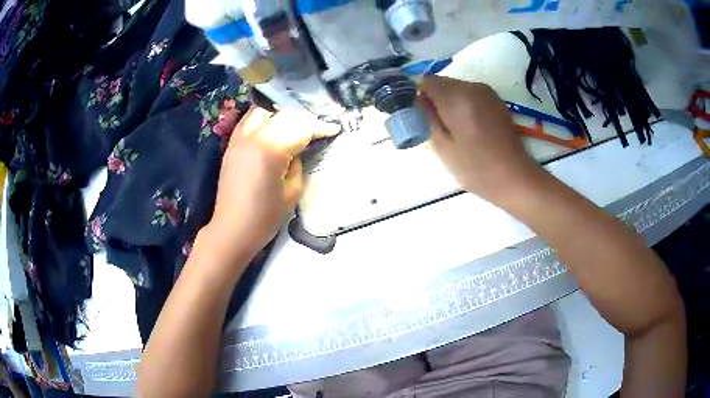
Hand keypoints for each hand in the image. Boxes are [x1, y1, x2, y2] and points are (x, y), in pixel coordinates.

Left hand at [206, 107, 337, 262]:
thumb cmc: (264, 218)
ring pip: (263, 110)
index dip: (319, 126)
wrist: (232, 230)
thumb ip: (297, 164)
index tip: (333, 128)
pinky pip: (249, 119)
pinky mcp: (231, 144)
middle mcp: (252, 136)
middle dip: (302, 117)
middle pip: (282, 114)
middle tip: (316, 126)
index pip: (300, 128)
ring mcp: (238, 138)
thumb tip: (298, 151)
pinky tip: (273, 125)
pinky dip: (264, 117)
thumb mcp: (292, 192)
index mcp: (270, 149)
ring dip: (281, 112)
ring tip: (295, 122)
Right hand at [420, 76, 543, 202]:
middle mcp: (472, 87)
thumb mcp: (443, 148)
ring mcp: (487, 92)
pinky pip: (470, 94)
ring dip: (448, 103)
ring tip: (452, 129)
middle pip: (442, 82)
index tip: (419, 115)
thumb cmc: (477, 168)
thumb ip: (426, 118)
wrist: (515, 177)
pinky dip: (462, 105)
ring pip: (455, 88)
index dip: (418, 95)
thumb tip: (416, 101)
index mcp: (457, 98)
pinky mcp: (496, 100)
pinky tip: (467, 127)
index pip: (426, 81)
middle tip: (434, 126)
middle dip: (433, 99)